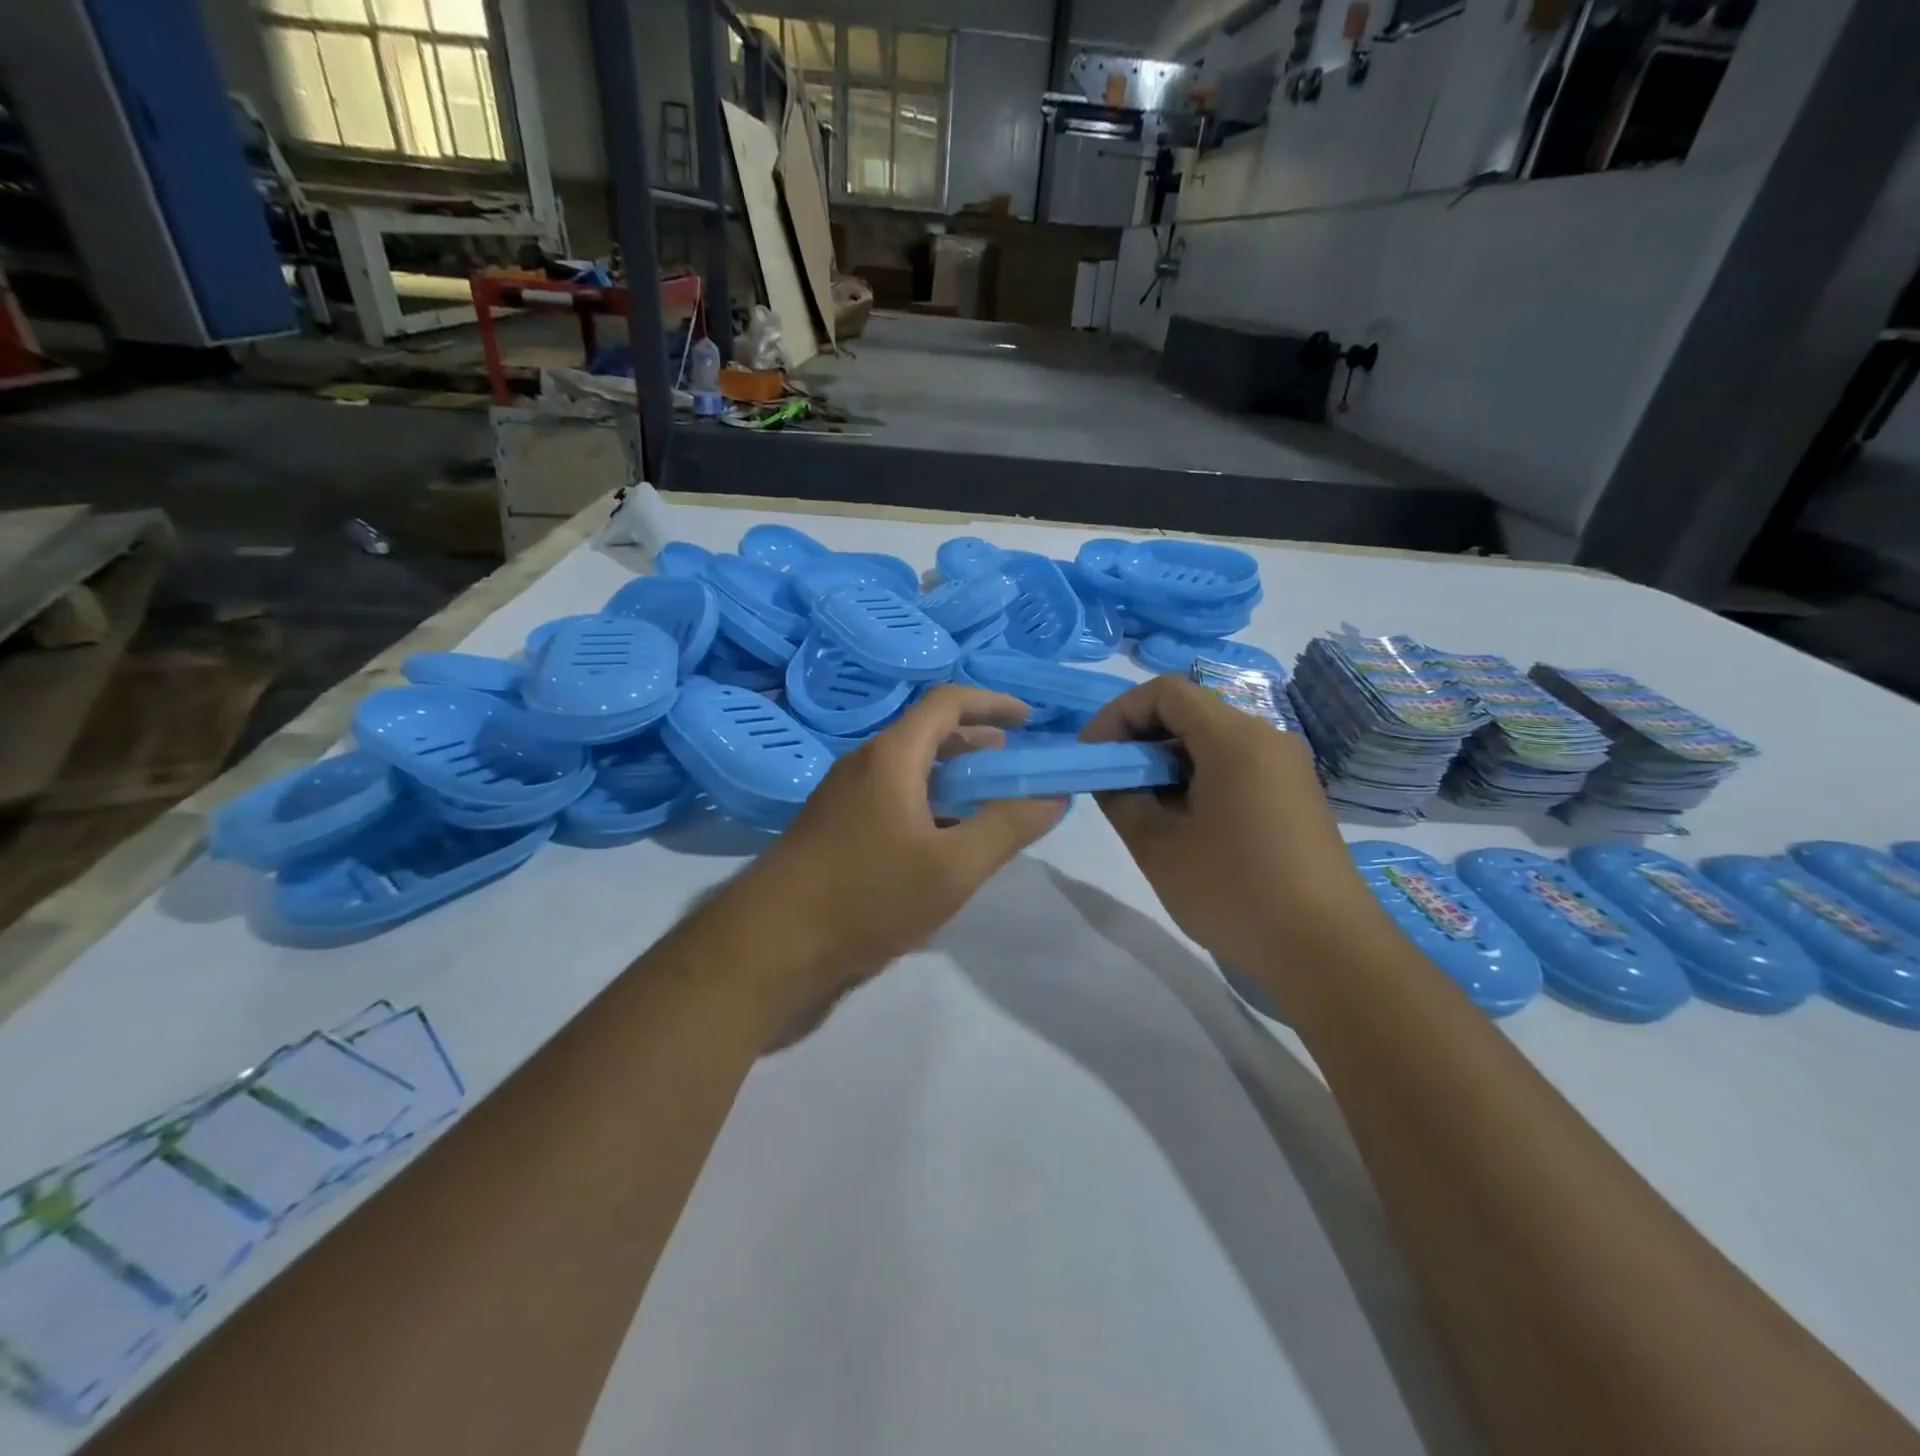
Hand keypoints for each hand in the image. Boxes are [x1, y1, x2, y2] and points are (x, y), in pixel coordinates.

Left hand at [729, 685, 1066, 1011]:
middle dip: (979, 745)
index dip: (993, 703)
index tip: (1031, 722)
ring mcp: (845, 798)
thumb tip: (1054, 795)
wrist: (771, 948)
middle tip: (1017, 771)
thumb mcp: (953, 867)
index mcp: (891, 755)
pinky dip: (930, 805)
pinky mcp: (836, 831)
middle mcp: (864, 765)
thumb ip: (1008, 827)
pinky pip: (894, 799)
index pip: (947, 703)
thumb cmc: (866, 896)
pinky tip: (947, 842)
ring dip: (955, 779)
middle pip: (929, 735)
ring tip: (991, 807)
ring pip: (911, 771)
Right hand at [1081, 676, 1391, 1008]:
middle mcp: (1267, 738)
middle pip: (1190, 712)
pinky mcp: (1295, 794)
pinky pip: (1236, 765)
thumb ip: (1122, 798)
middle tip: (1112, 783)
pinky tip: (1184, 823)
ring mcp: (1287, 766)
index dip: (1119, 714)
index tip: (1095, 755)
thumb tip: (1112, 776)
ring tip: (1143, 808)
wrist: (1328, 953)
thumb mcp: (1158, 846)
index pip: (1165, 692)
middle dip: (1141, 739)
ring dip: (1168, 762)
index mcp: (1235, 739)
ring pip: (1212, 740)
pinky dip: (1198, 778)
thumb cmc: (1234, 893)